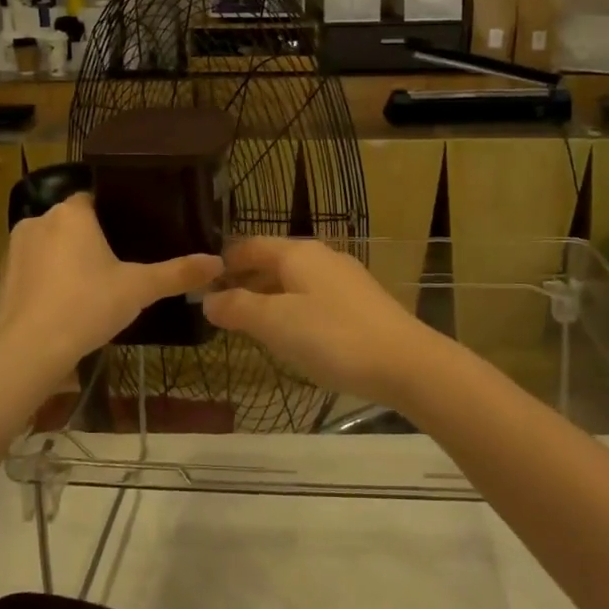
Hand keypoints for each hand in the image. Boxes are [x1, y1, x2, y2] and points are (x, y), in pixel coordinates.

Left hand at [0, 194, 220, 386]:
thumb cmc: (86, 306)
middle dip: (90, 241)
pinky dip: (46, 282)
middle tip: (118, 267)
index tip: (133, 236)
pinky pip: (32, 270)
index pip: (95, 199)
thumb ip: (177, 273)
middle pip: (72, 223)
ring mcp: (14, 249)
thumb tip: (217, 262)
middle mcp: (39, 220)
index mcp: (73, 213)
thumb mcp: (139, 289)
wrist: (26, 351)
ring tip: (91, 289)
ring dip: (66, 261)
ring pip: (50, 246)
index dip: (114, 216)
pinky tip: (63, 307)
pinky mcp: (1, 278)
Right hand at [203, 237, 444, 407]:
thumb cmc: (333, 337)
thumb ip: (238, 308)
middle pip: (274, 260)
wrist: (405, 362)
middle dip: (246, 278)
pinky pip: (315, 295)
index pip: (251, 245)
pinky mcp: (361, 302)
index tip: (202, 280)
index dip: (225, 260)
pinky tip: (292, 332)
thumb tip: (208, 299)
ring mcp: (345, 278)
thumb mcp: (276, 324)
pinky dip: (293, 306)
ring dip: (269, 294)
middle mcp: (322, 257)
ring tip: (249, 320)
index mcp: (298, 253)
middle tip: (220, 303)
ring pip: (295, 279)